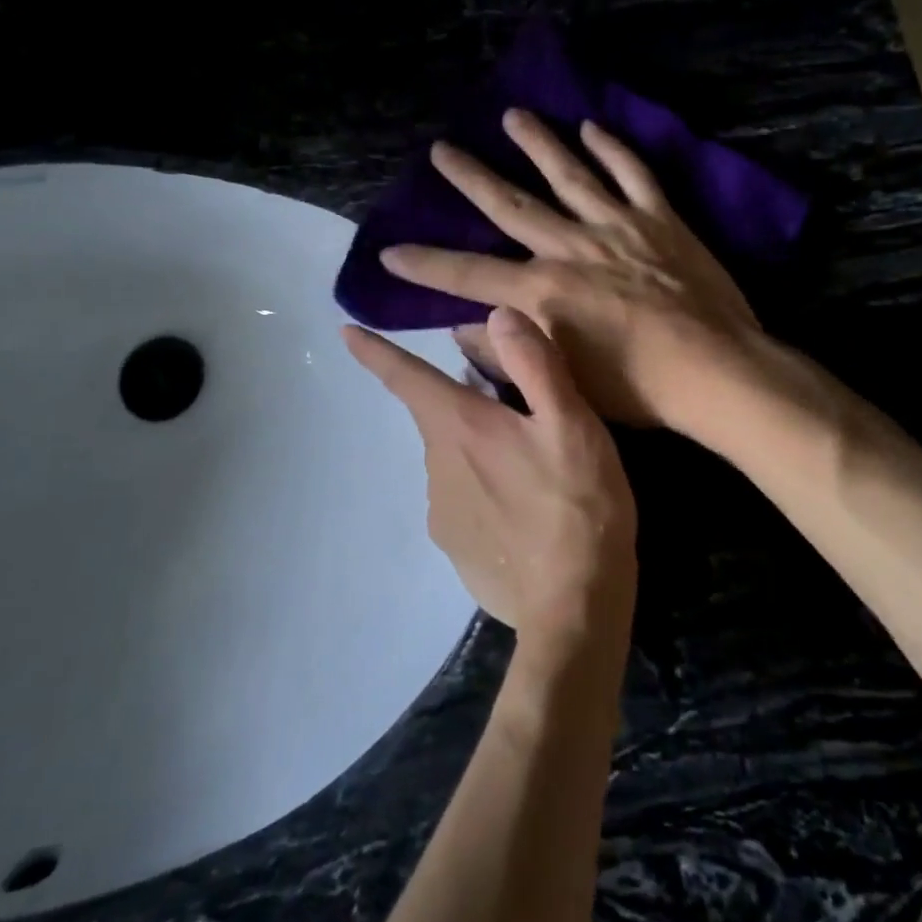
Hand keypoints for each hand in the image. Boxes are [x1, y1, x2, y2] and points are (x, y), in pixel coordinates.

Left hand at [344, 306, 636, 646]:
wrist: (575, 607)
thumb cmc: (578, 504)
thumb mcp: (571, 423)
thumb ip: (535, 364)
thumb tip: (497, 314)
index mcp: (461, 427)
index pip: (406, 378)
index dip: (376, 351)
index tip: (344, 332)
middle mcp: (437, 465)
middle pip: (442, 417)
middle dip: (468, 405)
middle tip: (522, 414)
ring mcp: (441, 512)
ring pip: (455, 458)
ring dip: (481, 449)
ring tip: (534, 466)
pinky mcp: (456, 548)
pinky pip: (464, 499)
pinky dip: (486, 490)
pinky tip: (526, 508)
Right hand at [380, 109, 765, 427]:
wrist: (715, 371)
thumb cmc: (637, 387)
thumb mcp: (563, 379)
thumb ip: (509, 351)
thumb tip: (464, 327)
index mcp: (543, 292)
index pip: (468, 275)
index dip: (425, 264)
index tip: (390, 249)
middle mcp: (570, 248)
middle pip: (511, 206)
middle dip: (471, 178)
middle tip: (442, 149)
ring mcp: (617, 226)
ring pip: (570, 174)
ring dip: (539, 143)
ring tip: (514, 115)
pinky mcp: (660, 219)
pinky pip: (633, 174)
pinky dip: (613, 149)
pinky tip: (593, 127)